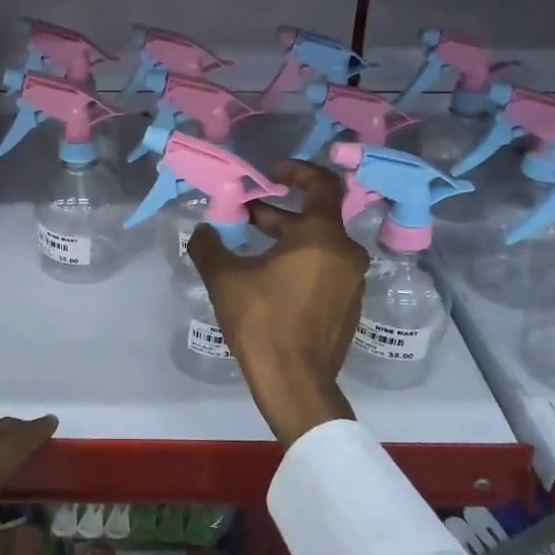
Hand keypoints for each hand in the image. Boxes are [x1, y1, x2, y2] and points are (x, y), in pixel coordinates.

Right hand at [187, 159, 364, 446]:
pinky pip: (325, 271)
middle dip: (277, 213)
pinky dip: (301, 264)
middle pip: (314, 218)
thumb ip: (210, 246)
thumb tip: (202, 231)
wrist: (295, 383)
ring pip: (319, 246)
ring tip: (251, 250)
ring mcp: (352, 282)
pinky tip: (270, 281)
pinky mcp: (349, 307)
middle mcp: (346, 253)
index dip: (297, 171)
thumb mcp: (225, 279)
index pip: (321, 184)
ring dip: (287, 240)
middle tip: (244, 216)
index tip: (270, 173)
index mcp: (322, 236)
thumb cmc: (262, 321)